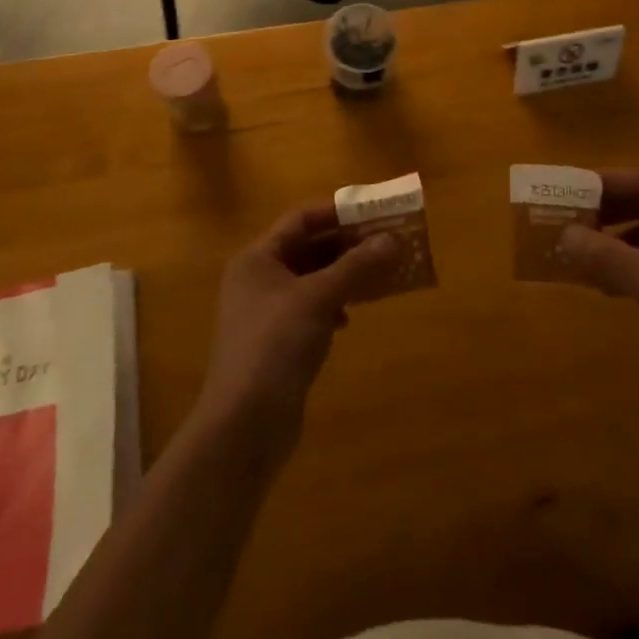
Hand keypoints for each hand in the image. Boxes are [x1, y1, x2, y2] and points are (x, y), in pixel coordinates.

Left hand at [197, 201, 401, 462]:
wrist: (244, 426)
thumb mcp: (319, 298)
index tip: (374, 212)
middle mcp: (258, 278)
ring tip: (381, 274)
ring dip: (344, 275)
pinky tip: (349, 318)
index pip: (301, 219)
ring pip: (312, 280)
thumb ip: (356, 266)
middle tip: (387, 242)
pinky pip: (311, 310)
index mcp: (258, 258)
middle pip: (308, 248)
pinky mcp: (277, 343)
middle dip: (347, 244)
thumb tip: (394, 239)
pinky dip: (333, 306)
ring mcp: (266, 313)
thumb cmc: (275, 345)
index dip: (337, 212)